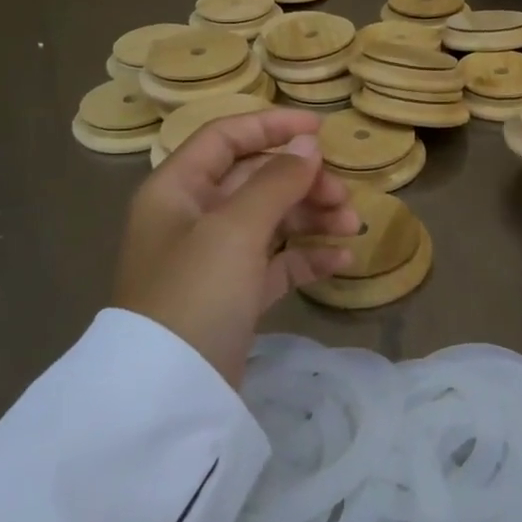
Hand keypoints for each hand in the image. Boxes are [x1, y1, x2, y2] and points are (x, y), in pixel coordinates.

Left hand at [114, 109, 358, 384]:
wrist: (168, 395)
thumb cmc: (195, 292)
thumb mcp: (235, 228)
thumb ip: (276, 181)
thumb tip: (308, 145)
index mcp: (177, 188)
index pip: (226, 137)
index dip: (272, 126)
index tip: (321, 131)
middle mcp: (192, 216)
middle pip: (254, 178)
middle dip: (302, 181)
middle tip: (343, 196)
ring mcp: (213, 258)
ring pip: (270, 219)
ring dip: (312, 217)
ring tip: (352, 226)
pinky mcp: (233, 295)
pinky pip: (276, 261)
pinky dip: (307, 256)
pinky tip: (342, 260)